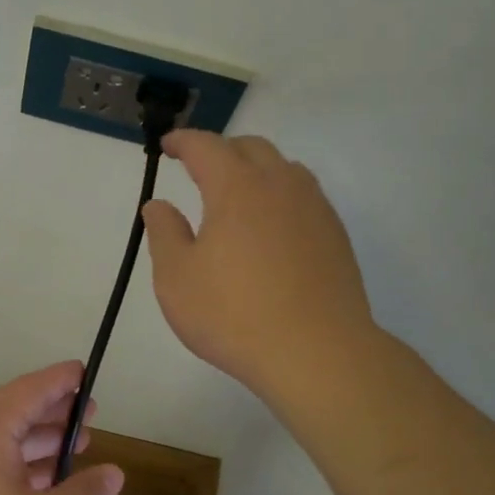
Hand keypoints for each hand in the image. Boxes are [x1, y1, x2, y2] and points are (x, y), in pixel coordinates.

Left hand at [0, 362, 124, 494]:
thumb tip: (113, 473)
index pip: (30, 391)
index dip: (62, 382)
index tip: (86, 372)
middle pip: (13, 416)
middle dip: (54, 416)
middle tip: (92, 418)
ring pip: (1, 448)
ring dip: (39, 448)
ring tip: (76, 451)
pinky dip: (20, 474)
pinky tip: (44, 492)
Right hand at [143, 131, 376, 406]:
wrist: (316, 352)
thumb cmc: (233, 315)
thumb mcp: (177, 279)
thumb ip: (164, 234)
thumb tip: (159, 206)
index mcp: (237, 188)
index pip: (206, 147)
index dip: (183, 141)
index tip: (167, 146)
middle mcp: (280, 185)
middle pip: (251, 148)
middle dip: (221, 150)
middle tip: (200, 168)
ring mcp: (314, 208)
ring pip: (284, 169)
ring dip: (256, 169)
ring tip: (238, 194)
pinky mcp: (335, 235)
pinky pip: (303, 197)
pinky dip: (280, 196)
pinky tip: (271, 228)